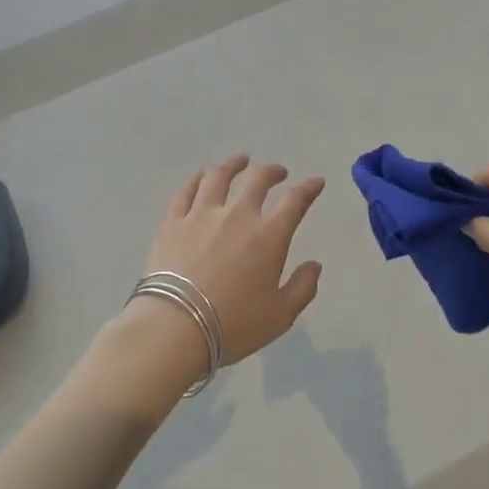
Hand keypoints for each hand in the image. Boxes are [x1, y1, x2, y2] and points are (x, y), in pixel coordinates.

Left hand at [137, 156, 325, 365]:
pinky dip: (197, 179)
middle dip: (273, 172)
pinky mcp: (173, 222)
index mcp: (268, 236)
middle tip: (278, 172)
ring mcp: (201, 214)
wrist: (175, 327)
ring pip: (219, 177)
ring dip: (233, 165)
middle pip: (258, 181)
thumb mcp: (281, 315)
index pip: (295, 201)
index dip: (308, 188)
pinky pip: (186, 190)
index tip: (316, 182)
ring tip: (240, 162)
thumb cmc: (234, 324)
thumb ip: (303, 287)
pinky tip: (202, 176)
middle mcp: (237, 215)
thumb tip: (314, 265)